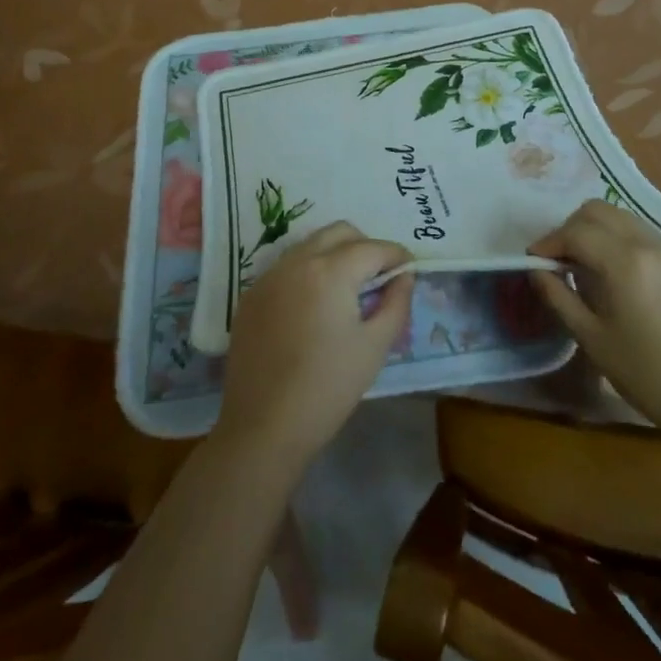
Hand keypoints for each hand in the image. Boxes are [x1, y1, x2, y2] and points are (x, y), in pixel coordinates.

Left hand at [216, 222, 414, 465]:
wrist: (263, 427)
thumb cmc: (328, 388)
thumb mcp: (375, 347)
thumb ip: (396, 303)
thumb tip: (404, 276)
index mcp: (331, 271)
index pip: (373, 248)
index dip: (396, 255)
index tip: (409, 268)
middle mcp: (297, 261)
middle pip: (339, 232)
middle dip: (365, 245)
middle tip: (378, 276)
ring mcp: (269, 276)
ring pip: (310, 245)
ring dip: (334, 254)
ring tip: (347, 289)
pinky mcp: (251, 296)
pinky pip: (286, 267)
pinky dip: (307, 272)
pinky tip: (313, 306)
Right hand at [530, 199, 660, 439]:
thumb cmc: (647, 375)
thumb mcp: (592, 339)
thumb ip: (559, 297)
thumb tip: (536, 270)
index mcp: (624, 262)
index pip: (575, 232)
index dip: (549, 242)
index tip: (534, 260)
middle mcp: (648, 244)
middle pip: (598, 210)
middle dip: (571, 227)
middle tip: (560, 258)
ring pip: (623, 218)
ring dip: (598, 230)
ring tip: (588, 264)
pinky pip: (645, 235)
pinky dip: (623, 241)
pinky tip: (621, 275)